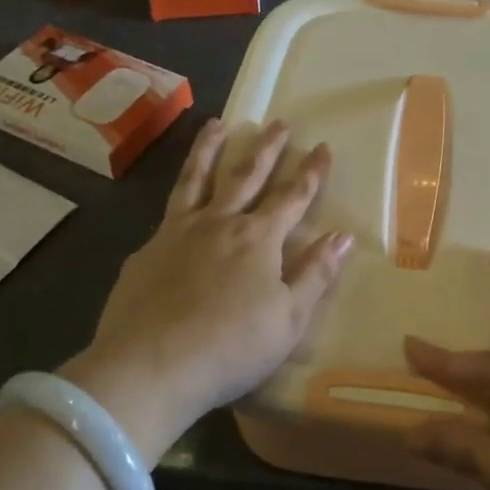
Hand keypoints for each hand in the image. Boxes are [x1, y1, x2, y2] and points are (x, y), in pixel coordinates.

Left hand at [61, 119, 352, 459]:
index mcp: (258, 239)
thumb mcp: (288, 319)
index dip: (311, 172)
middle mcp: (219, 223)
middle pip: (246, 175)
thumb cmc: (231, 348)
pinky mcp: (146, 250)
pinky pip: (168, 211)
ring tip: (217, 124)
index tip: (322, 146)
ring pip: (197, 178)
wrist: (150, 367)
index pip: (293, 196)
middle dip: (267, 147)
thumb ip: (316, 274)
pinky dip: (179, 194)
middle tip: (278, 122)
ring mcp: (177, 232)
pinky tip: (179, 199)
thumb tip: (343, 236)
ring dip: (210, 149)